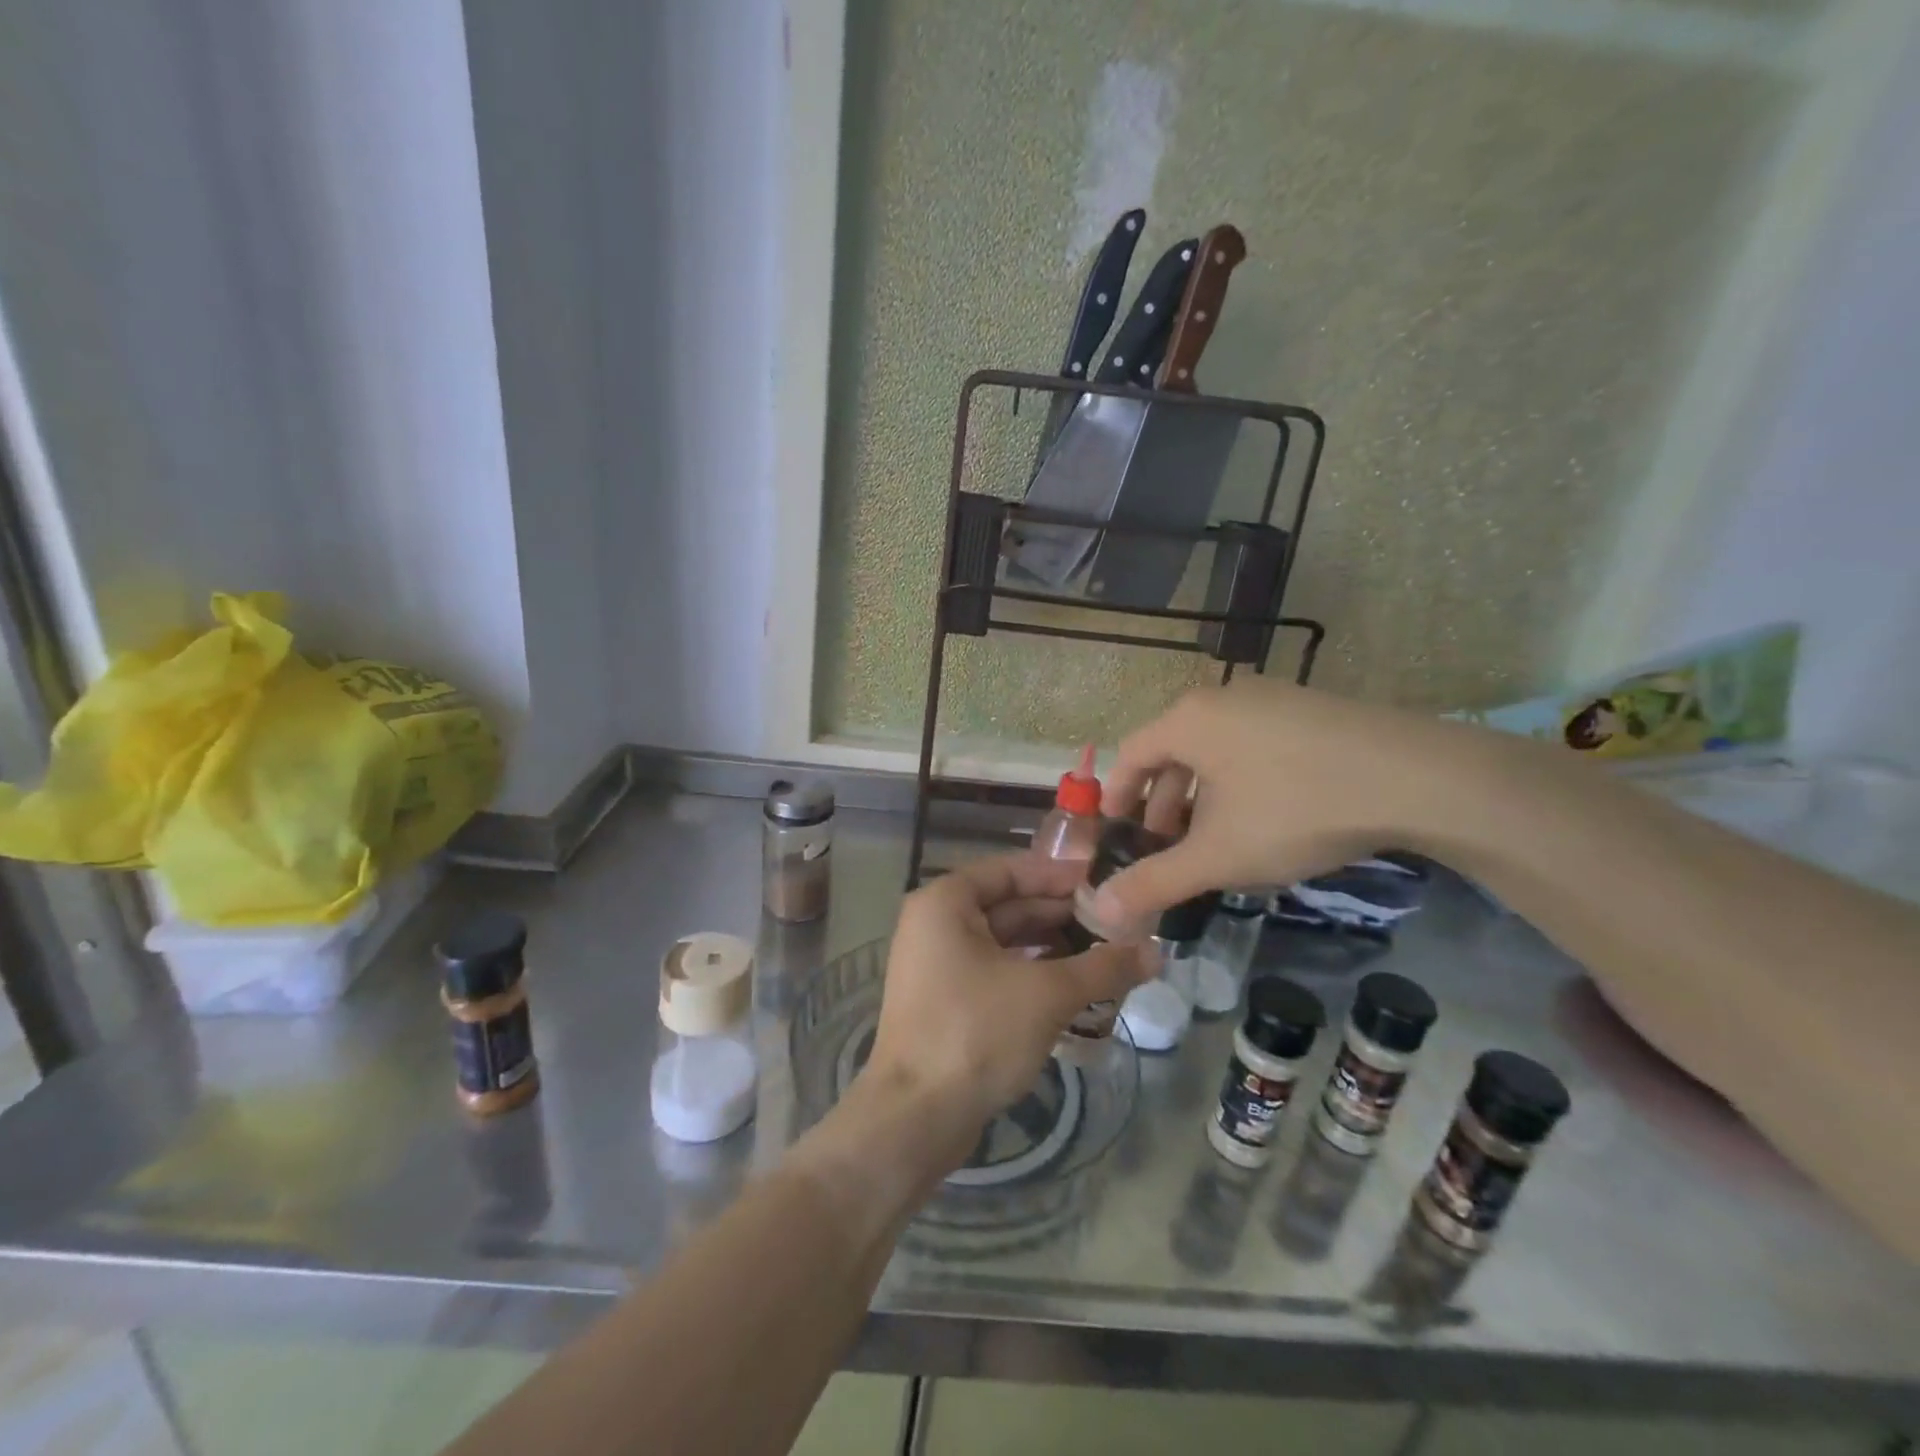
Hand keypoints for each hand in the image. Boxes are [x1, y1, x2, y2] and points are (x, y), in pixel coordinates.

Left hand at [864, 853, 1152, 1155]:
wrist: (916, 1118)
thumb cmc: (976, 1033)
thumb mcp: (1047, 994)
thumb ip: (1102, 967)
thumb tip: (1156, 952)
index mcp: (946, 902)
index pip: (1011, 870)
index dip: (1059, 875)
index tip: (1106, 881)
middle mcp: (936, 924)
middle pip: (1009, 905)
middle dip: (1063, 915)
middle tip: (1119, 922)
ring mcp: (938, 965)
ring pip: (1006, 943)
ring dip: (1054, 947)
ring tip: (1108, 954)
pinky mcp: (948, 1002)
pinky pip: (997, 972)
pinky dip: (1034, 974)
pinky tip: (1077, 987)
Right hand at [1096, 679, 1470, 925]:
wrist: (1417, 779)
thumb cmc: (1295, 810)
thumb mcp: (1217, 855)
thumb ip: (1155, 882)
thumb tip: (1101, 911)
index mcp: (1188, 720)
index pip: (1130, 754)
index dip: (1116, 797)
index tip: (1116, 833)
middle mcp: (1223, 698)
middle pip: (1173, 751)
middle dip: (1163, 804)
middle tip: (1166, 847)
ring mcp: (1272, 698)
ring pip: (1215, 750)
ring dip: (1203, 795)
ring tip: (1215, 838)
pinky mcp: (1311, 710)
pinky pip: (1254, 744)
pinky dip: (1241, 781)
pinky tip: (1266, 817)